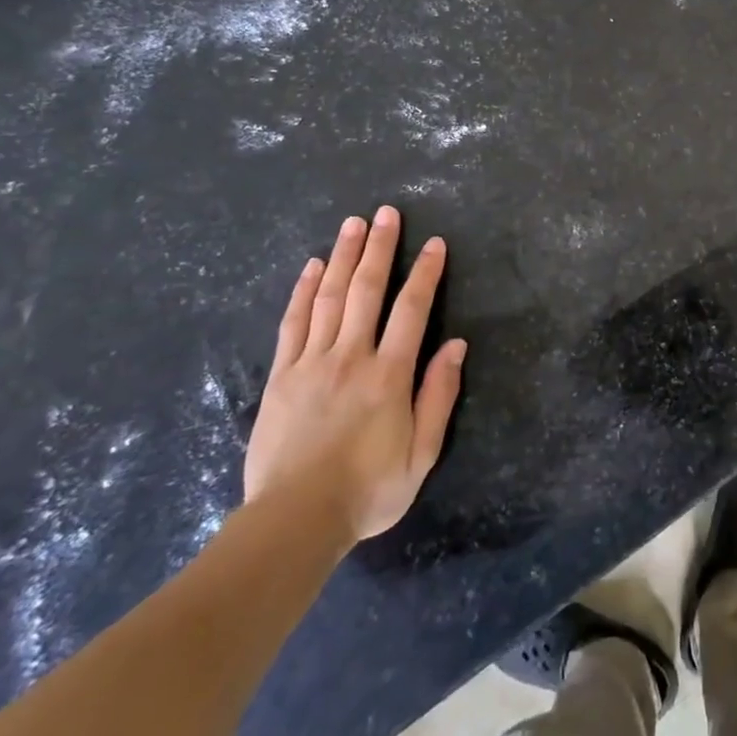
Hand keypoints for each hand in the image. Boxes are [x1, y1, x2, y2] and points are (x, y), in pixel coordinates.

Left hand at [243, 208, 466, 549]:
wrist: (294, 522)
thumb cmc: (368, 490)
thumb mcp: (421, 453)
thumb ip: (439, 396)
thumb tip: (456, 346)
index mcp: (389, 375)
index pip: (411, 309)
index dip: (425, 272)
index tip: (434, 243)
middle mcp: (351, 357)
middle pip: (366, 290)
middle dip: (379, 248)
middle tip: (386, 213)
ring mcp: (311, 363)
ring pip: (328, 297)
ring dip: (342, 256)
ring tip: (352, 223)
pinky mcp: (281, 376)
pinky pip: (293, 323)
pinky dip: (303, 291)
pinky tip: (311, 267)